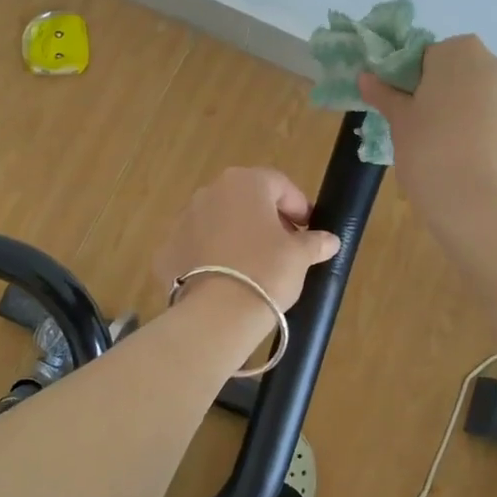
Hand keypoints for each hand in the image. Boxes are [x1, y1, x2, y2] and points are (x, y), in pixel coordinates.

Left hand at [153, 167, 341, 316]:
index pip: (279, 184)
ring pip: (218, 221)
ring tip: (253, 266)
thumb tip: (329, 240)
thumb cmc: (266, 271)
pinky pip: (196, 246)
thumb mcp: (300, 256)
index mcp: (245, 183)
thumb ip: (315, 242)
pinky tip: (225, 280)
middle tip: (284, 247)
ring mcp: (183, 219)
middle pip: (245, 199)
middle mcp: (210, 192)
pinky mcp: (167, 249)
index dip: (298, 206)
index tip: (308, 230)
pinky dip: (211, 257)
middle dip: (266, 219)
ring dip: (236, 235)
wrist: (217, 313)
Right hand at [359, 35, 496, 270]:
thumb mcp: (400, 127)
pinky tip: (486, 171)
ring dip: (477, 119)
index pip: (430, 58)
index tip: (408, 115)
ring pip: (493, 102)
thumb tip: (367, 76)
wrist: (491, 213)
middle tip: (430, 138)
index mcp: (460, 53)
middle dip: (450, 99)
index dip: (415, 86)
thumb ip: (386, 96)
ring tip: (461, 160)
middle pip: (466, 76)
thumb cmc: (433, 158)